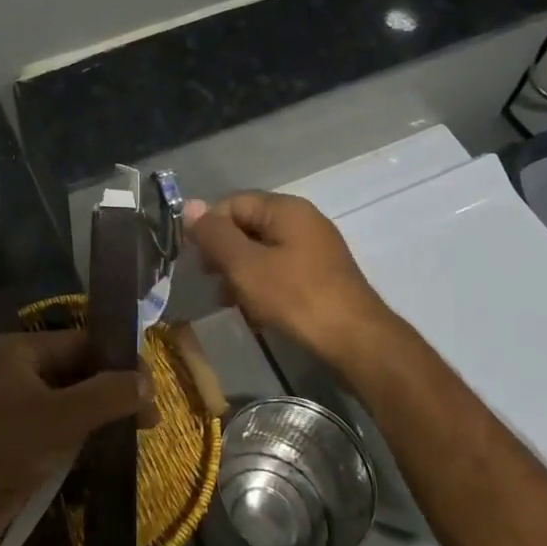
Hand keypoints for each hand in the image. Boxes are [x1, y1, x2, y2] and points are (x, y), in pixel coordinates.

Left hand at [0, 330, 146, 545]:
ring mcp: (22, 404)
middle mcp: (22, 369)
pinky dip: (90, 431)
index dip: (119, 360)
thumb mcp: (63, 417)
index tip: (151, 385)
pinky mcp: (25, 436)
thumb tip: (148, 382)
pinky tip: (115, 445)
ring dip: (106, 412)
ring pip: (76, 398)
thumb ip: (108, 394)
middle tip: (151, 415)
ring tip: (142, 430)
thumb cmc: (7, 447)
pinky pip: (66, 424)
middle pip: (81, 369)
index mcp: (24, 350)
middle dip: (116, 389)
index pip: (84, 342)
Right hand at [186, 192, 395, 366]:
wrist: (357, 341)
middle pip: (247, 226)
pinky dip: (263, 285)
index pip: (231, 204)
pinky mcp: (321, 274)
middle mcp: (302, 220)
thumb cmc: (296, 297)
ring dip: (241, 274)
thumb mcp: (245, 265)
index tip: (198, 262)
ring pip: (262, 251)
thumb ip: (215, 235)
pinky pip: (280, 269)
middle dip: (224, 254)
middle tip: (213, 283)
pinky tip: (256, 312)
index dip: (209, 229)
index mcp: (285, 208)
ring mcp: (315, 248)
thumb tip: (189, 206)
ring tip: (232, 302)